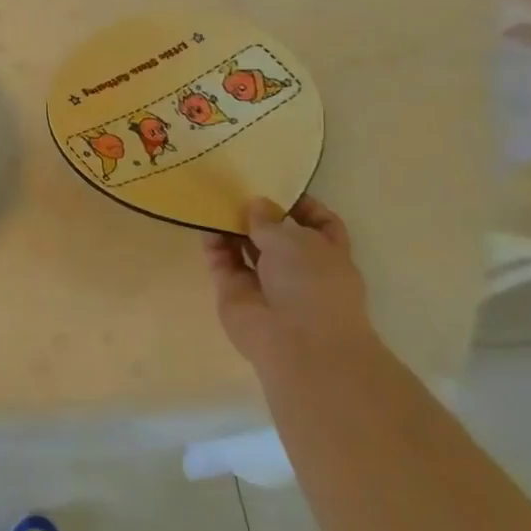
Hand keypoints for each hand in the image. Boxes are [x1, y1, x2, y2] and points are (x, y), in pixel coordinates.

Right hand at [204, 196, 372, 365]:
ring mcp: (264, 282)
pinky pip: (221, 262)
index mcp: (327, 255)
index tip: (279, 188)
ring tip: (213, 200)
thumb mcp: (295, 240)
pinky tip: (203, 223)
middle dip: (258, 214)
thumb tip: (255, 204)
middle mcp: (297, 268)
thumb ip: (269, 220)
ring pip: (245, 248)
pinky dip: (213, 244)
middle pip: (276, 235)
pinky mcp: (234, 292)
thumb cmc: (312, 284)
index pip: (321, 224)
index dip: (303, 205)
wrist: (296, 343)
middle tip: (235, 188)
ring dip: (231, 226)